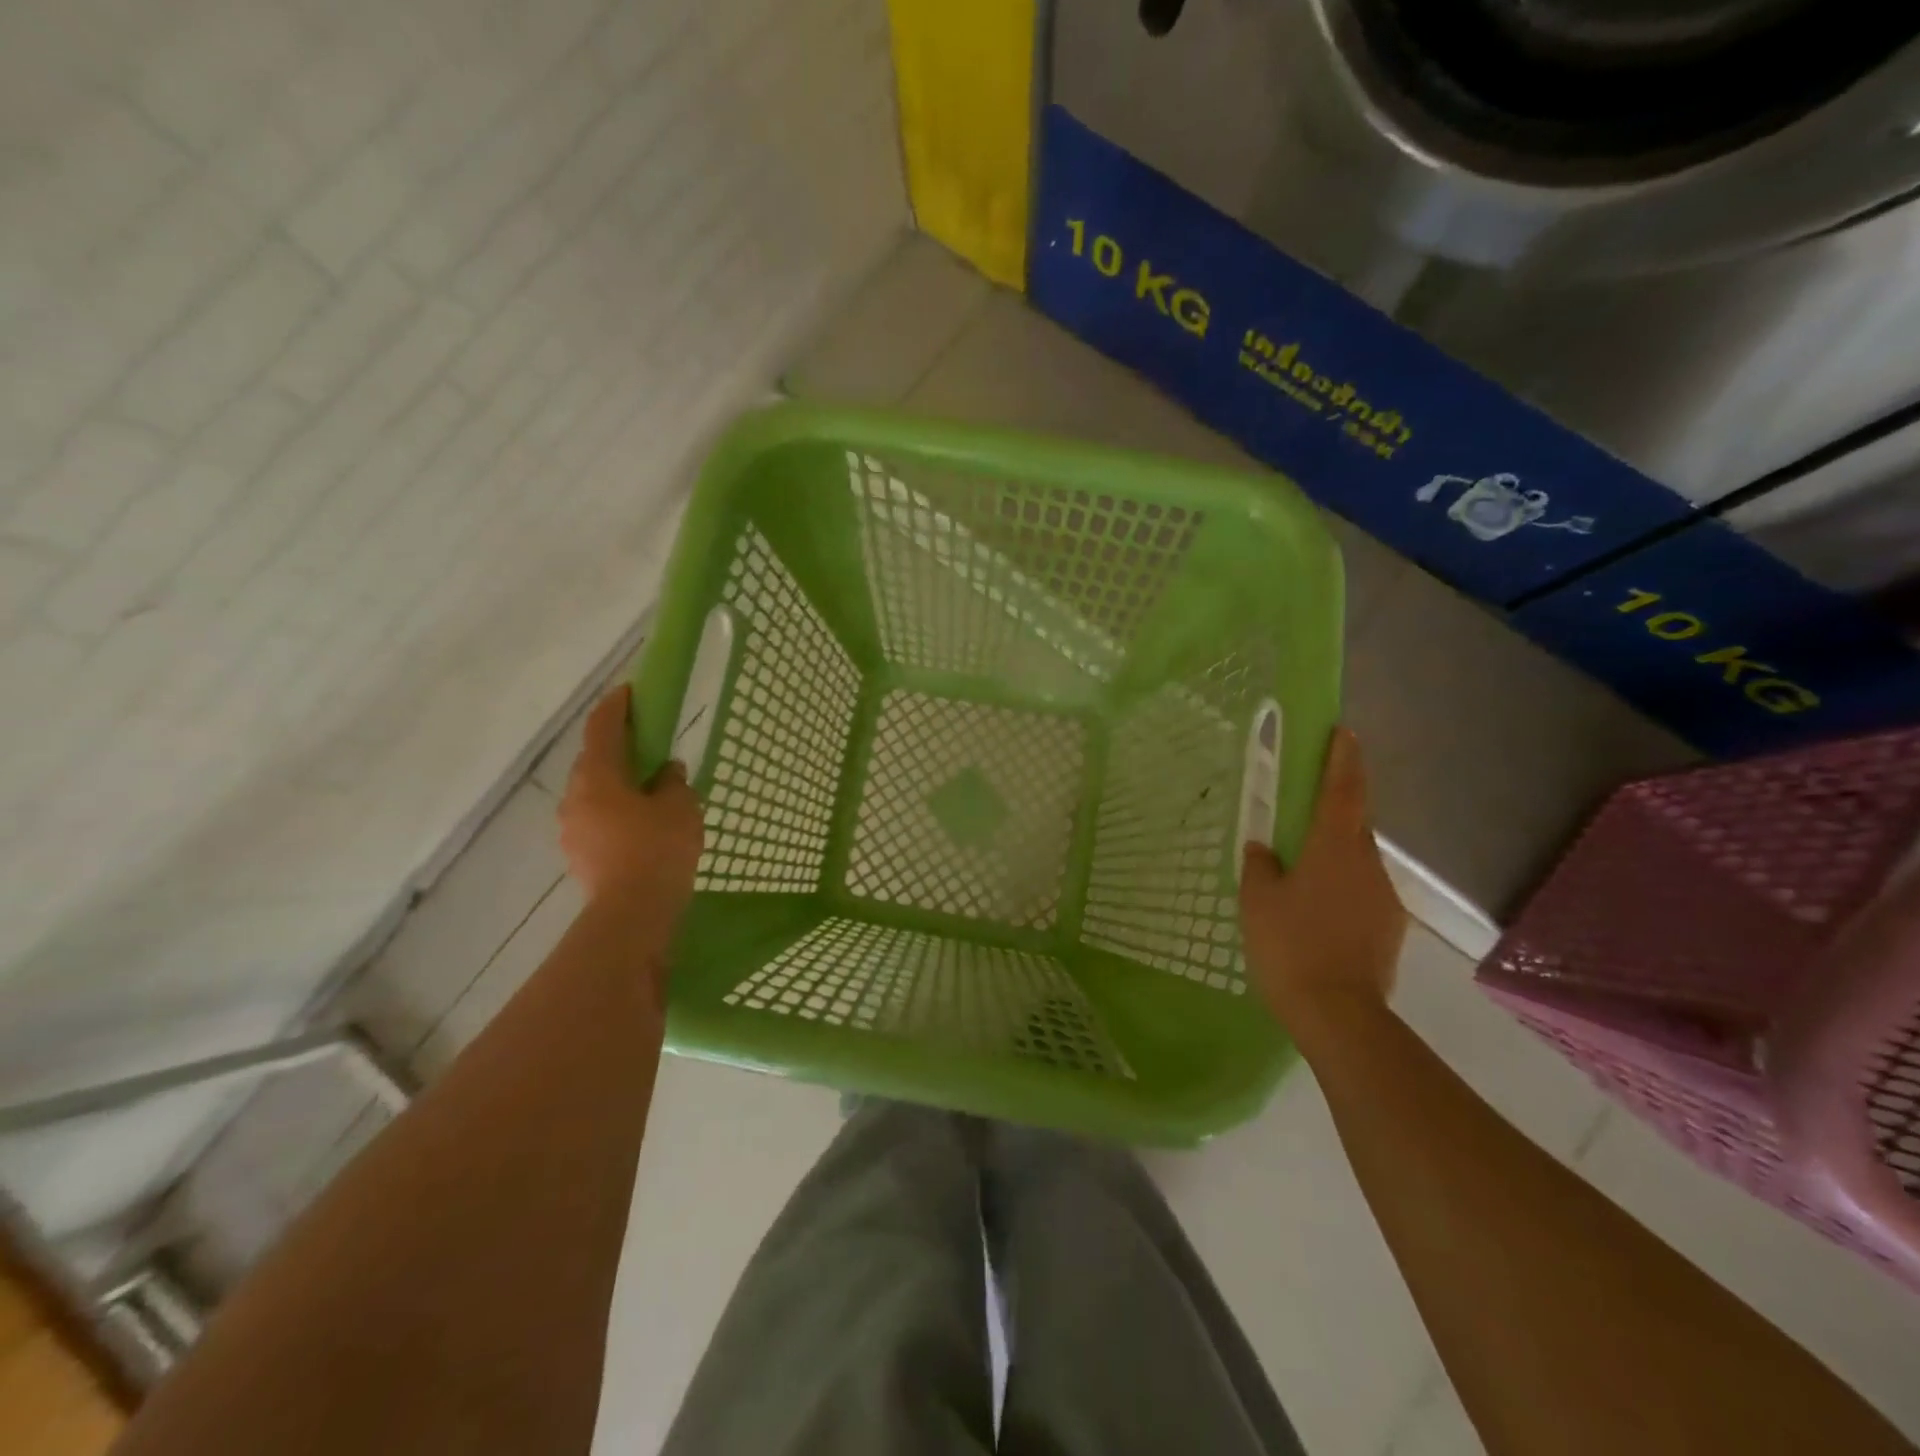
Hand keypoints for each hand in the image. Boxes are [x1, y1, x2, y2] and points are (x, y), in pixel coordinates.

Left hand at [560, 685, 704, 909]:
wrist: (632, 913)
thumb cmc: (658, 848)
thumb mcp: (680, 807)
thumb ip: (673, 782)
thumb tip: (667, 771)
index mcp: (598, 776)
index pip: (602, 728)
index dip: (615, 706)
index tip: (629, 692)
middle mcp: (575, 797)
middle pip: (594, 761)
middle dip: (618, 749)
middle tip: (646, 747)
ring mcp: (572, 828)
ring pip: (594, 794)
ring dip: (617, 785)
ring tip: (648, 792)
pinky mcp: (579, 854)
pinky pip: (597, 820)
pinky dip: (616, 813)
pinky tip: (640, 827)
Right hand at [1240, 727, 1405, 1042]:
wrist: (1339, 1015)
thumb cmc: (1290, 946)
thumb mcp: (1257, 901)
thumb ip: (1260, 867)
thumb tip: (1264, 848)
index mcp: (1334, 847)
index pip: (1343, 789)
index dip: (1343, 758)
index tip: (1343, 732)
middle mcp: (1367, 864)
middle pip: (1354, 823)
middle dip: (1336, 809)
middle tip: (1307, 810)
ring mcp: (1385, 898)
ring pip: (1357, 861)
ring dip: (1335, 856)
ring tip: (1304, 877)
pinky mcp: (1390, 928)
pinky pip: (1363, 893)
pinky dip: (1342, 890)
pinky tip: (1319, 915)